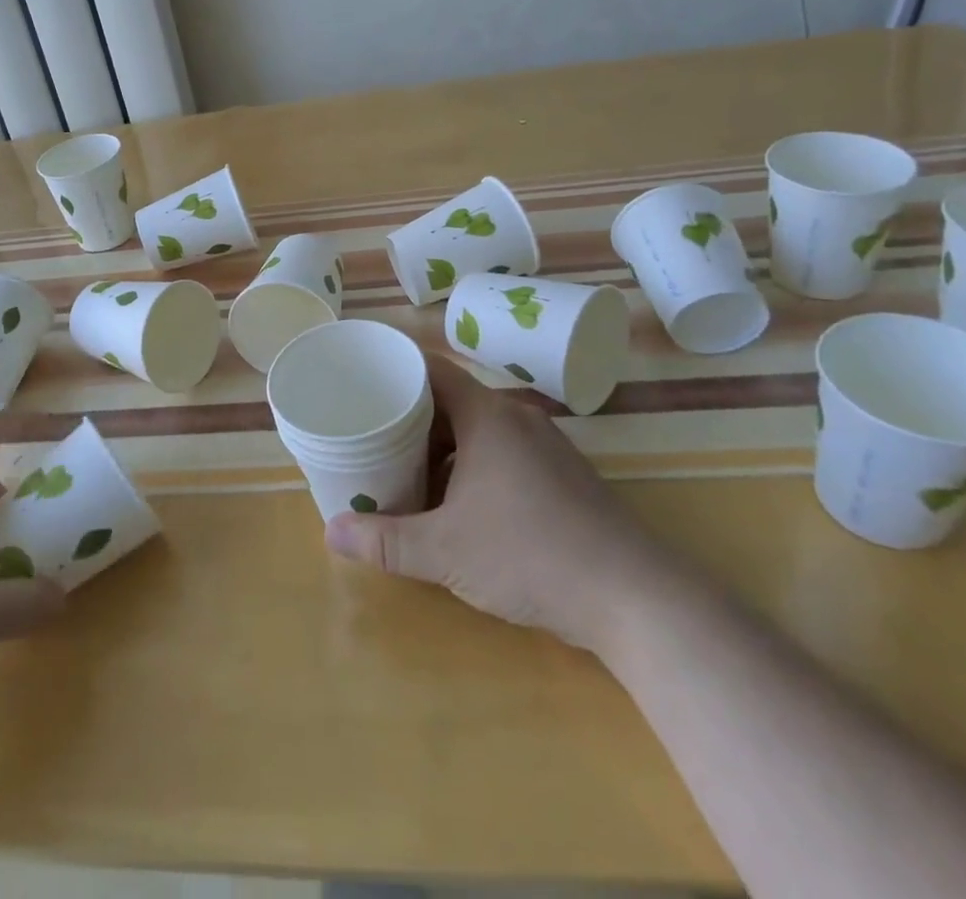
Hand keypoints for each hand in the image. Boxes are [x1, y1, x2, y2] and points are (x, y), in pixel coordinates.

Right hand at [325, 356, 693, 656]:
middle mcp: (517, 418)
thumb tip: (331, 533)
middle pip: (453, 398)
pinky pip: (504, 450)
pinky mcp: (563, 475)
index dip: (396, 369)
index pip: (432, 369)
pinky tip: (459, 502)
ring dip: (442, 444)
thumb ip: (385, 541)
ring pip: (480, 428)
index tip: (363, 381)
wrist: (634, 597)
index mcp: (487, 415)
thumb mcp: (445, 551)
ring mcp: (546, 446)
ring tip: (407, 468)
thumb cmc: (530, 556)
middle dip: (412, 415)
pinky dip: (472, 463)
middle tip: (373, 432)